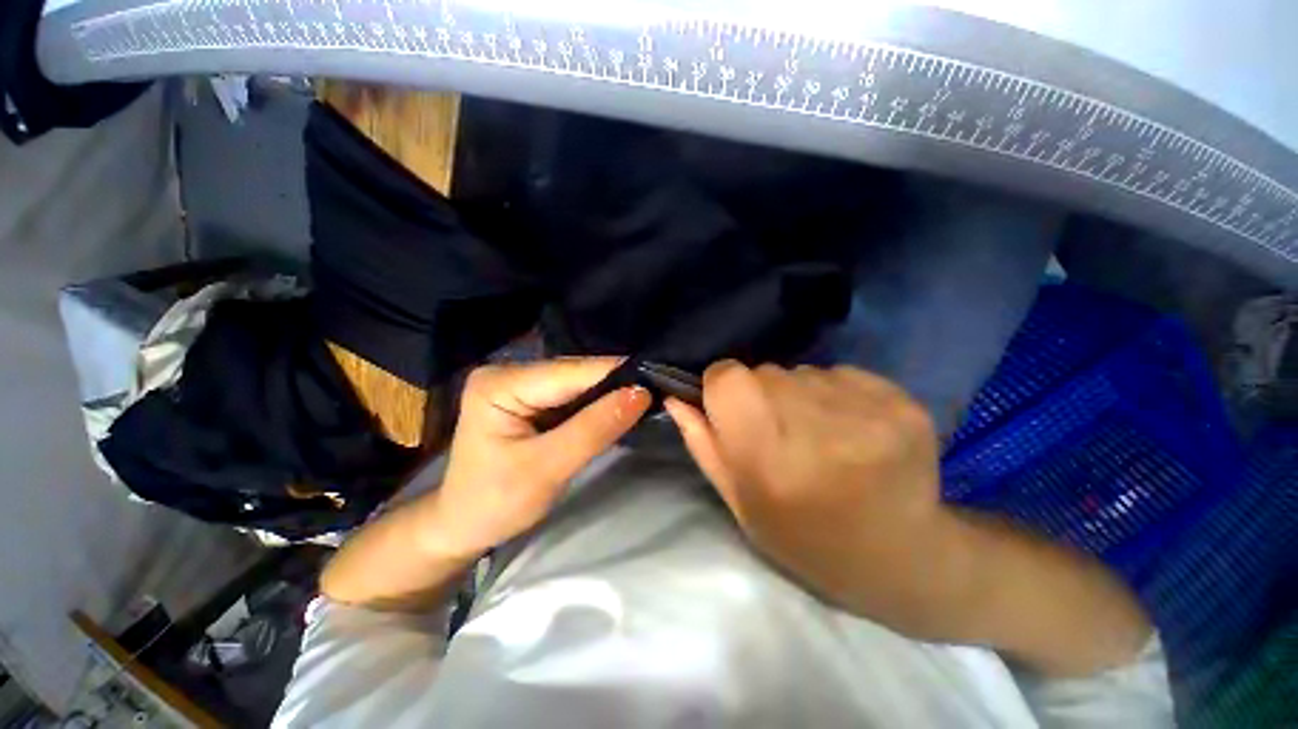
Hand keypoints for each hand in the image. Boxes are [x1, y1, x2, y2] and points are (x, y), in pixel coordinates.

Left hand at [418, 358, 650, 559]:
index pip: (570, 372)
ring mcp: (519, 384)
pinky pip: (572, 395)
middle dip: (615, 383)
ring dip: (609, 393)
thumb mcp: (547, 469)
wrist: (461, 526)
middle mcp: (509, 372)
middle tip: (657, 390)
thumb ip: (594, 429)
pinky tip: (620, 407)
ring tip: (645, 397)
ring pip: (577, 383)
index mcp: (501, 383)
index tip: (657, 380)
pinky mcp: (530, 398)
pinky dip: (596, 403)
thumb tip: (641, 393)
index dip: (615, 374)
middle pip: (574, 373)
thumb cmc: (494, 503)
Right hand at [664, 361, 959, 628]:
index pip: (727, 374)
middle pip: (765, 371)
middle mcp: (811, 420)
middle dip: (762, 394)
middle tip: (783, 435)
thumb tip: (674, 396)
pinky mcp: (899, 399)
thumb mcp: (740, 500)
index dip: (723, 387)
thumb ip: (703, 443)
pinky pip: (842, 374)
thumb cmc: (805, 536)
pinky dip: (838, 394)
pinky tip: (853, 430)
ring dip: (801, 395)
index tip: (735, 410)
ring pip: (803, 371)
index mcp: (764, 451)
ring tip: (821, 436)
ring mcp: (862, 407)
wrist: (900, 557)